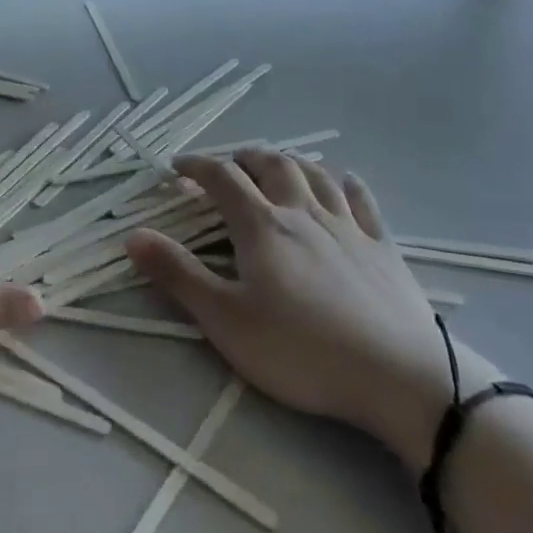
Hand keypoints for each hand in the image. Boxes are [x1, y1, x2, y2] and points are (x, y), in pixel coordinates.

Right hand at [124, 149, 453, 466]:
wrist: (399, 376)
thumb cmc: (302, 350)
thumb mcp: (226, 320)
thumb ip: (178, 275)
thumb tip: (132, 235)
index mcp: (262, 225)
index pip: (222, 178)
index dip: (195, 166)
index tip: (176, 167)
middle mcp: (303, 212)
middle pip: (270, 164)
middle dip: (242, 157)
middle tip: (226, 165)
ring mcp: (347, 226)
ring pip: (314, 173)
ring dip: (289, 161)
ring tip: (275, 164)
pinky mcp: (382, 246)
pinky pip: (362, 200)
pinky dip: (346, 183)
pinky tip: (343, 181)